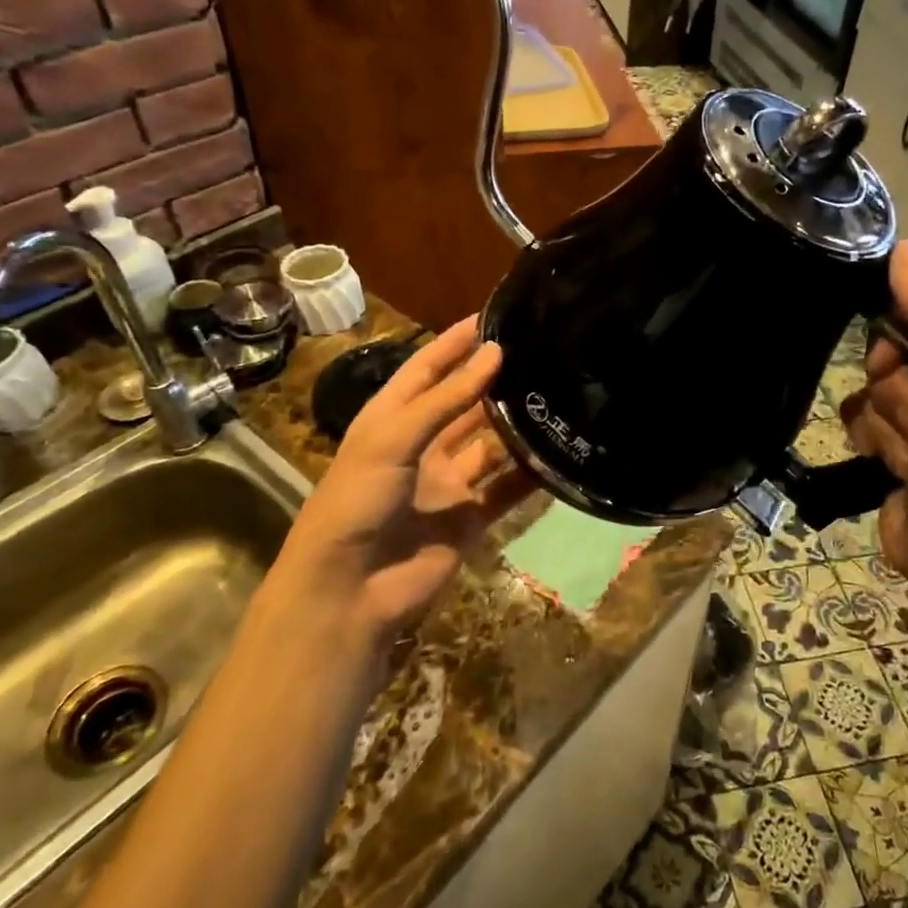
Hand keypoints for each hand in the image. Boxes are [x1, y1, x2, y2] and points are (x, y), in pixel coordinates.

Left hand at [273, 318, 536, 642]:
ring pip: (490, 445)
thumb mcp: (394, 438)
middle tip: (537, 355)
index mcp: (391, 420)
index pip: (426, 369)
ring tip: (555, 396)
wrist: (349, 589)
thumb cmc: (357, 500)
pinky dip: (529, 476)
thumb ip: (446, 398)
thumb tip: (495, 354)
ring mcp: (447, 483)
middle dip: (493, 382)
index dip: (453, 344)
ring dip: (516, 425)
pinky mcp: (469, 518)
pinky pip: (506, 490)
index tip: (490, 318)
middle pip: (463, 405)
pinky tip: (557, 455)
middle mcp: (421, 446)